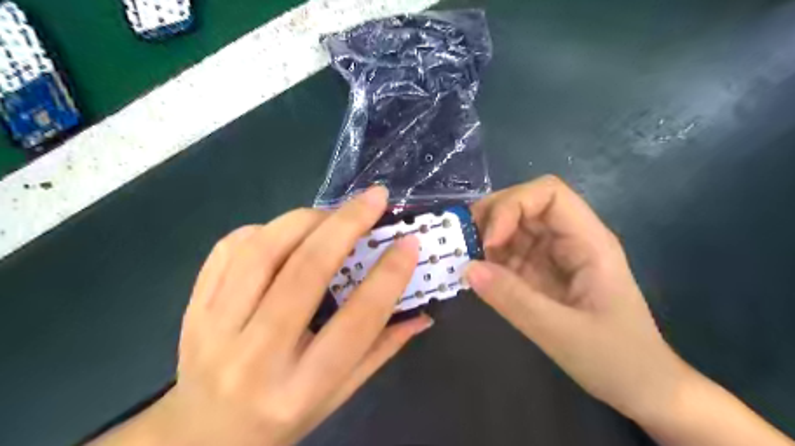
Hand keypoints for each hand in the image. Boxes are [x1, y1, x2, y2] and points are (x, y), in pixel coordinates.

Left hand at [92, 185, 434, 445]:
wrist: (202, 435)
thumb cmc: (282, 418)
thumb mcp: (339, 395)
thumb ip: (381, 350)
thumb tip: (422, 313)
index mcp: (301, 387)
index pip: (357, 321)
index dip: (389, 276)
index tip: (409, 243)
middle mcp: (256, 357)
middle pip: (305, 272)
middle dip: (346, 225)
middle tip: (374, 199)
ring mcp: (215, 329)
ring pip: (263, 251)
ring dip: (306, 220)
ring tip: (333, 213)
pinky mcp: (194, 307)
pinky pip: (228, 250)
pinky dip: (265, 229)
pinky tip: (287, 232)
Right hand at [467, 176, 689, 422]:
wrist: (643, 390)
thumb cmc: (617, 360)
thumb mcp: (563, 334)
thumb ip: (514, 300)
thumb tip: (467, 268)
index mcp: (589, 242)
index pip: (548, 193)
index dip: (513, 205)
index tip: (490, 241)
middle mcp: (571, 240)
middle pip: (527, 204)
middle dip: (493, 217)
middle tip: (466, 245)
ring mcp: (556, 256)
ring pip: (515, 226)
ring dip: (487, 237)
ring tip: (467, 260)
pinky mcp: (543, 273)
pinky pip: (511, 253)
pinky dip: (490, 258)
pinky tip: (479, 275)